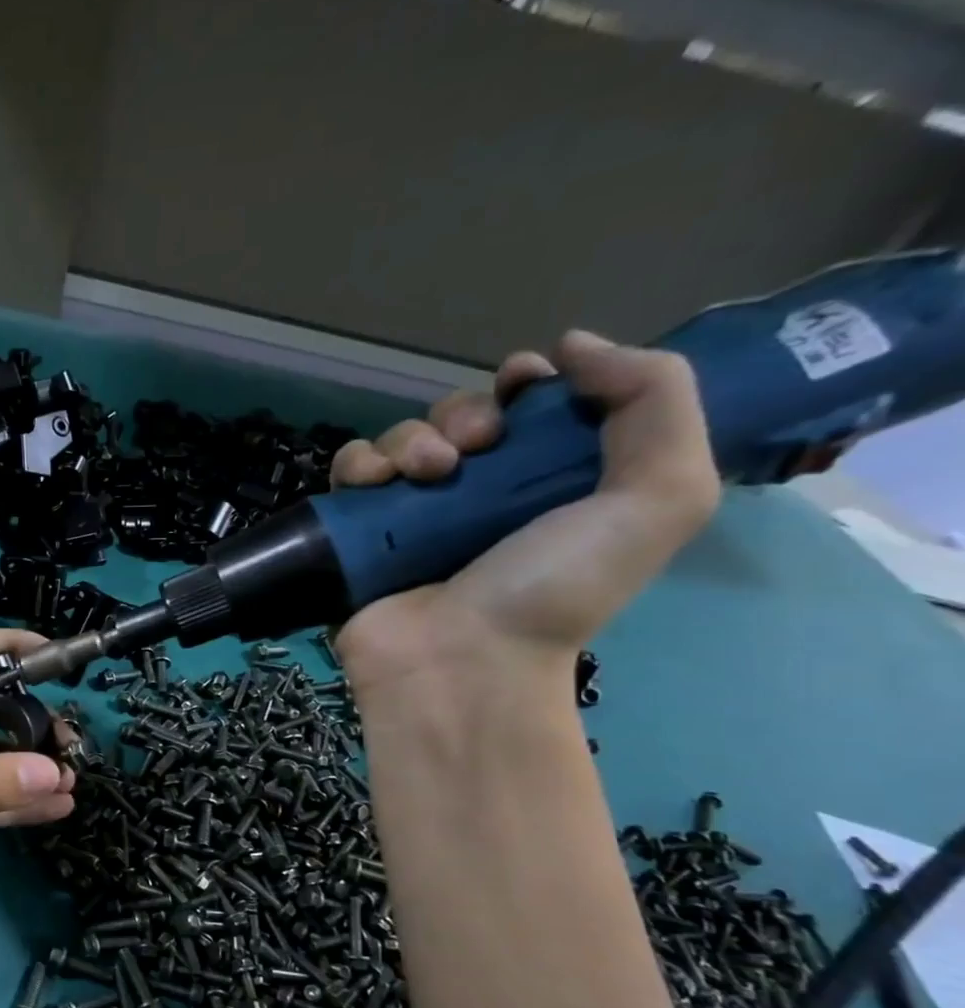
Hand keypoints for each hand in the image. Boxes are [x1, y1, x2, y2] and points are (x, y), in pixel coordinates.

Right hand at [329, 331, 719, 698]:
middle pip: (460, 416)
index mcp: (548, 482)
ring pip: (402, 437)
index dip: (525, 383)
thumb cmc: (555, 588)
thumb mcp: (658, 497)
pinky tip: (375, 485)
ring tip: (427, 476)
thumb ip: (654, 400)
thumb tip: (573, 345)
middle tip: (472, 451)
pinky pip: (350, 471)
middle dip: (464, 415)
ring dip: (411, 438)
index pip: (530, 407)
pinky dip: (359, 464)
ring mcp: (412, 515)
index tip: (521, 388)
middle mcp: (478, 494)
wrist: (460, 661)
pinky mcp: (357, 533)